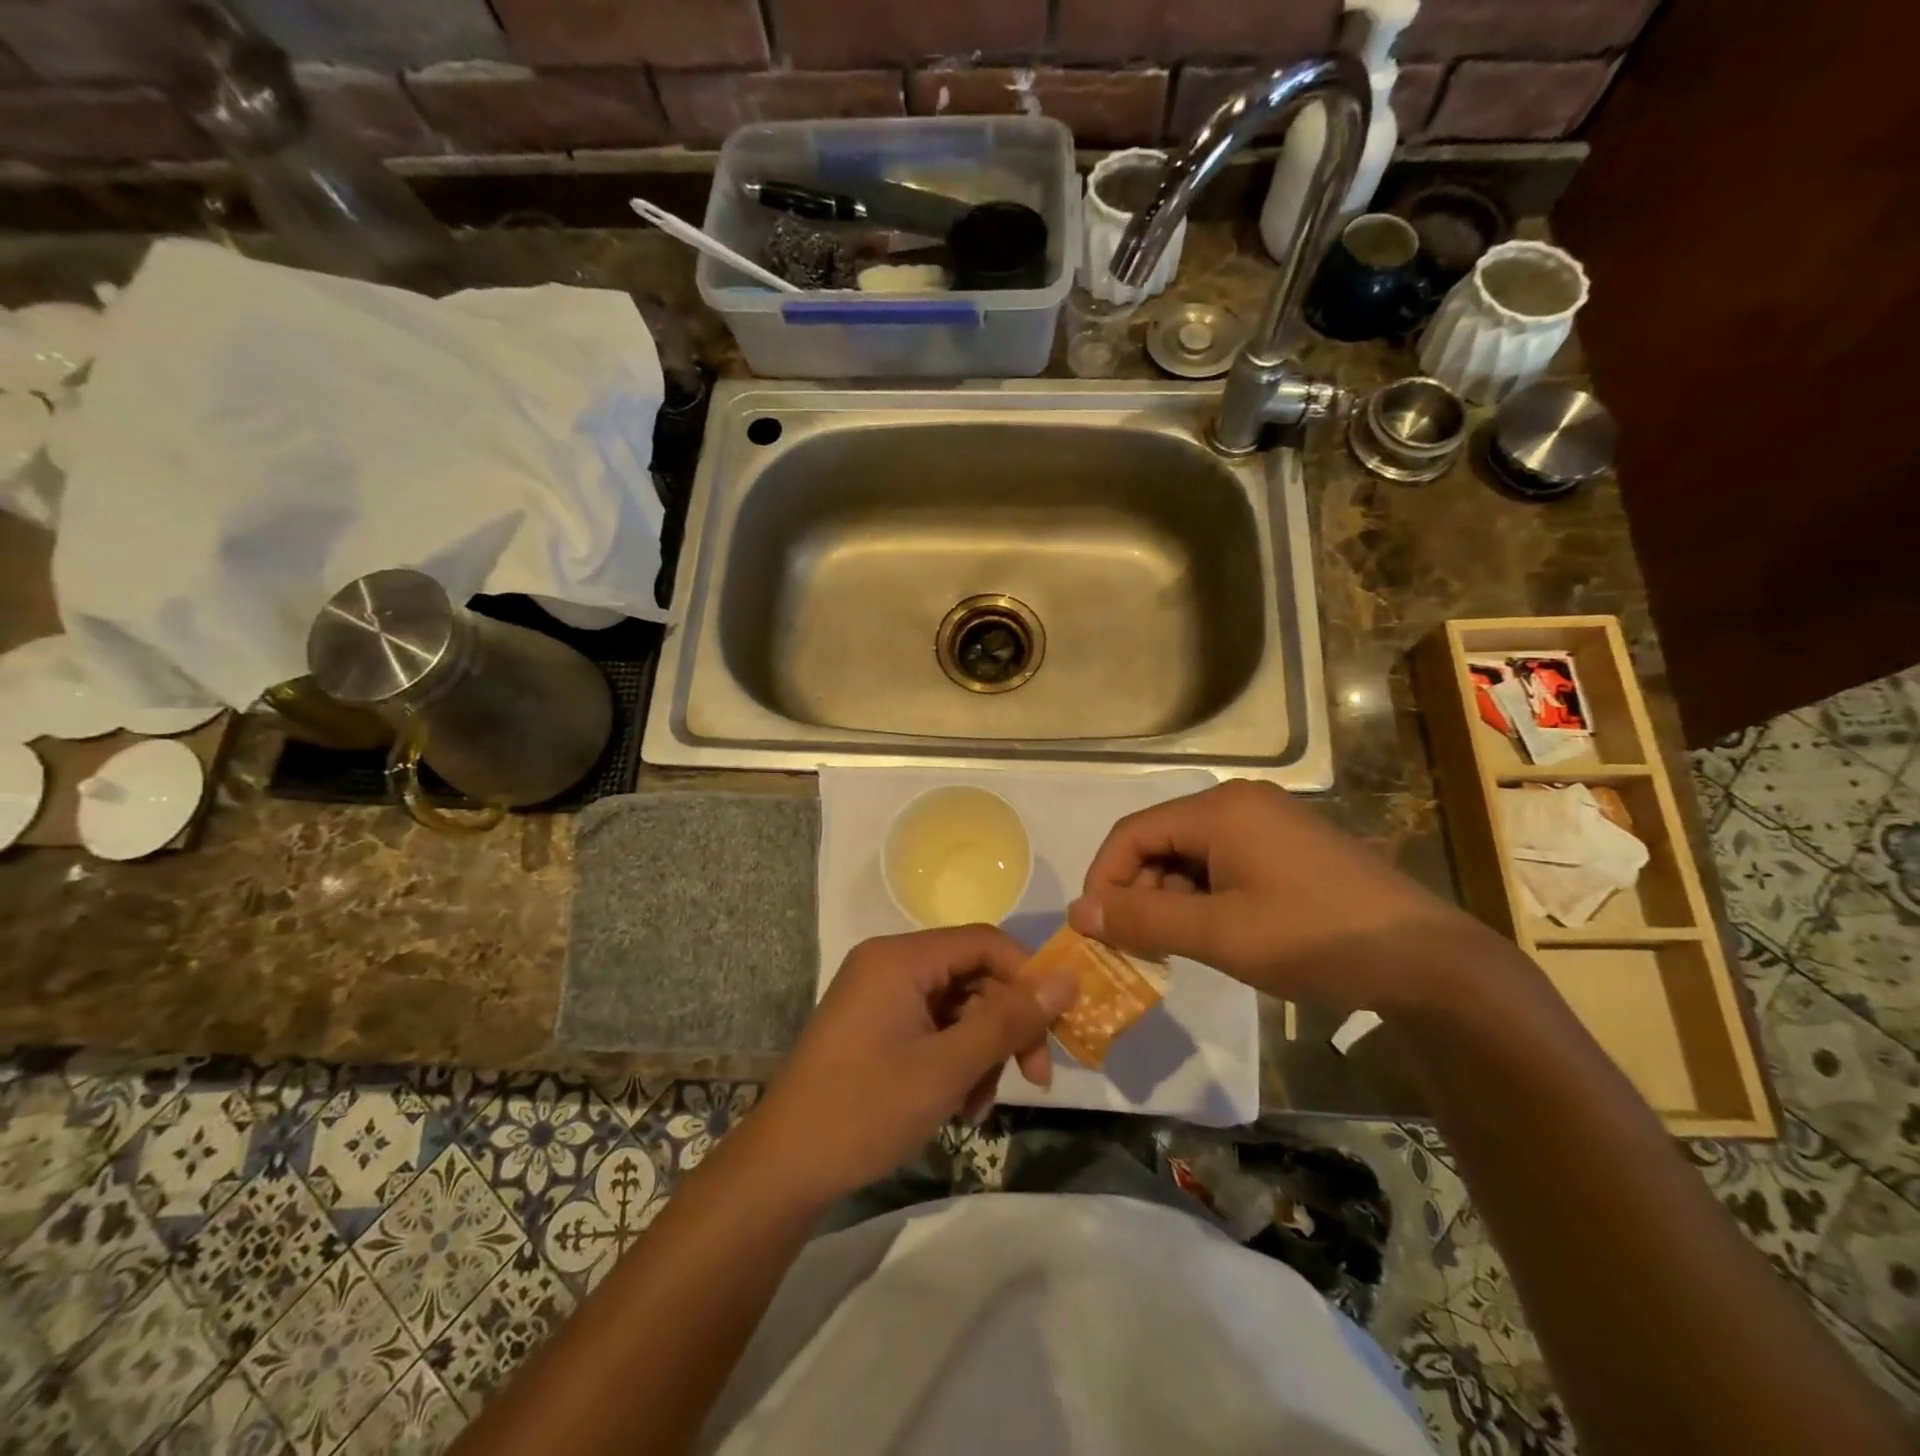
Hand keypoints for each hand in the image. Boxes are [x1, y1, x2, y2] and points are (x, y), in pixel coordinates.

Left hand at [746, 927, 1077, 1205]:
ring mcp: (880, 996)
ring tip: (978, 1108)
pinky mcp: (876, 1026)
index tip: (1058, 1024)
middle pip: (973, 976)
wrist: (784, 1168)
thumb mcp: (947, 1067)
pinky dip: (954, 1061)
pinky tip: (958, 1107)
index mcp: (900, 958)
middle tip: (1035, 1077)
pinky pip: (933, 1028)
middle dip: (1006, 1026)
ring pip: (957, 1008)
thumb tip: (1067, 978)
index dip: (1026, 977)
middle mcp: (890, 965)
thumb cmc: (865, 1110)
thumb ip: (1009, 1020)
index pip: (983, 943)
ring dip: (981, 1053)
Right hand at [1068, 779, 1509, 1016]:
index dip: (1104, 879)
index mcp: (1219, 810)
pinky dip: (1204, 896)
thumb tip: (1078, 913)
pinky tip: (1216, 933)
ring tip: (1179, 946)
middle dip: (1139, 892)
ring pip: (1190, 854)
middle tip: (1140, 946)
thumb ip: (1143, 921)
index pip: (1132, 834)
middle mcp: (1240, 803)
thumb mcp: (1219, 934)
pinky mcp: (1288, 847)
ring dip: (1171, 898)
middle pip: (1160, 841)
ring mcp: (1268, 822)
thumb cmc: (1314, 938)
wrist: (1427, 961)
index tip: (1096, 929)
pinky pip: (1223, 862)